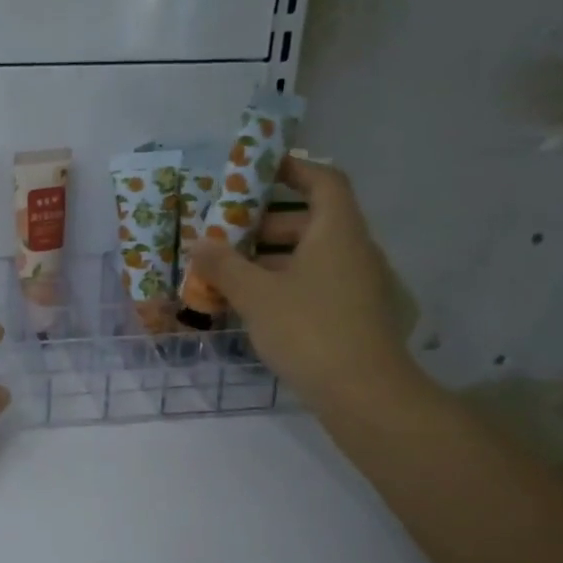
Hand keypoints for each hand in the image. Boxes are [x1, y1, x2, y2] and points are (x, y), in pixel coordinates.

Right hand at [192, 156, 416, 405]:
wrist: (363, 393)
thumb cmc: (308, 329)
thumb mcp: (255, 295)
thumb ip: (224, 265)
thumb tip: (199, 244)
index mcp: (337, 231)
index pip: (323, 180)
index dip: (293, 168)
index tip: (258, 170)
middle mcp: (353, 250)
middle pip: (312, 220)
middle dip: (267, 222)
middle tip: (227, 231)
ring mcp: (356, 284)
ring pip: (311, 255)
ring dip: (271, 257)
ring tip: (230, 270)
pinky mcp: (353, 314)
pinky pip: (315, 283)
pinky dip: (285, 283)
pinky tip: (253, 304)